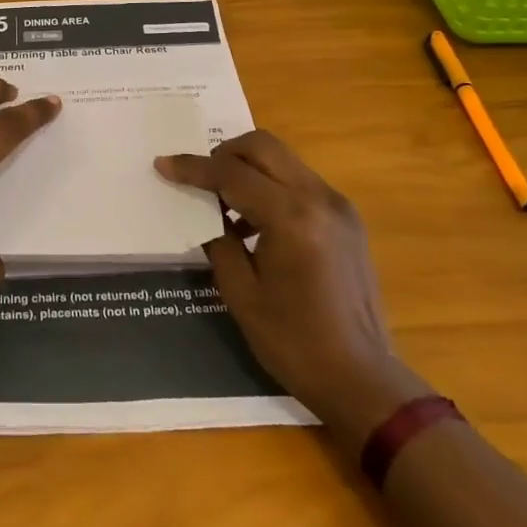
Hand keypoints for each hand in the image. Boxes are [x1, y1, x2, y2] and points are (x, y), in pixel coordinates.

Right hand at [156, 130, 427, 430]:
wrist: (363, 380)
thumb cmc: (295, 343)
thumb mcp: (241, 294)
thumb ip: (218, 240)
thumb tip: (206, 212)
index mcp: (291, 218)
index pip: (232, 174)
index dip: (193, 168)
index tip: (164, 164)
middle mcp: (318, 198)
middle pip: (262, 146)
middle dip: (224, 154)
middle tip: (200, 178)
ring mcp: (338, 205)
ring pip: (283, 158)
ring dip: (249, 167)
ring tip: (225, 202)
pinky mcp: (347, 217)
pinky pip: (299, 180)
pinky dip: (271, 184)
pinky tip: (256, 221)